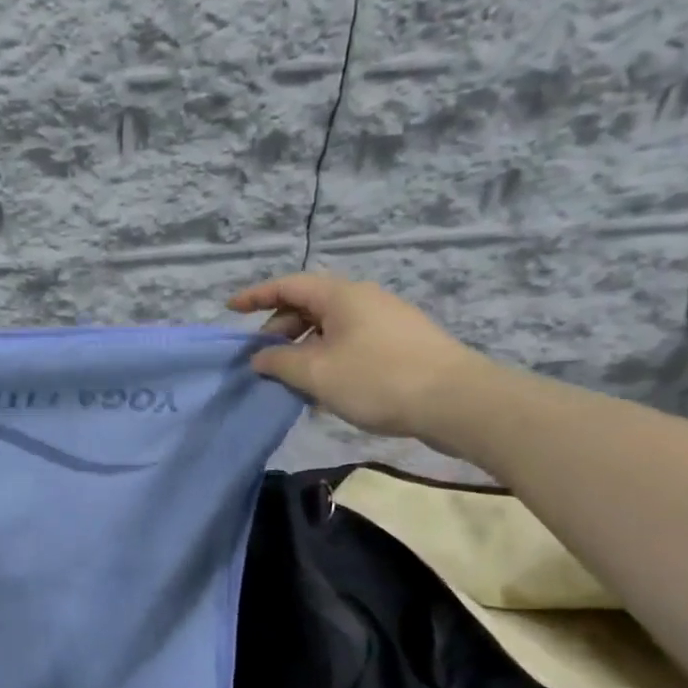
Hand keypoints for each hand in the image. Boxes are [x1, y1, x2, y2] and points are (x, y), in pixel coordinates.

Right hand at [229, 274, 485, 442]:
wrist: (457, 401)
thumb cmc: (378, 379)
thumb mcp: (316, 373)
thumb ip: (279, 362)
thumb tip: (259, 357)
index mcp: (341, 296)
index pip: (288, 286)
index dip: (256, 296)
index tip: (230, 308)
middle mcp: (363, 299)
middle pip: (309, 306)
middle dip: (279, 330)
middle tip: (263, 360)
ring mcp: (386, 321)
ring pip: (330, 329)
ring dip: (304, 350)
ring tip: (291, 381)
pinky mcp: (401, 344)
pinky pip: (351, 343)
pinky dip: (328, 359)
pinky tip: (325, 390)